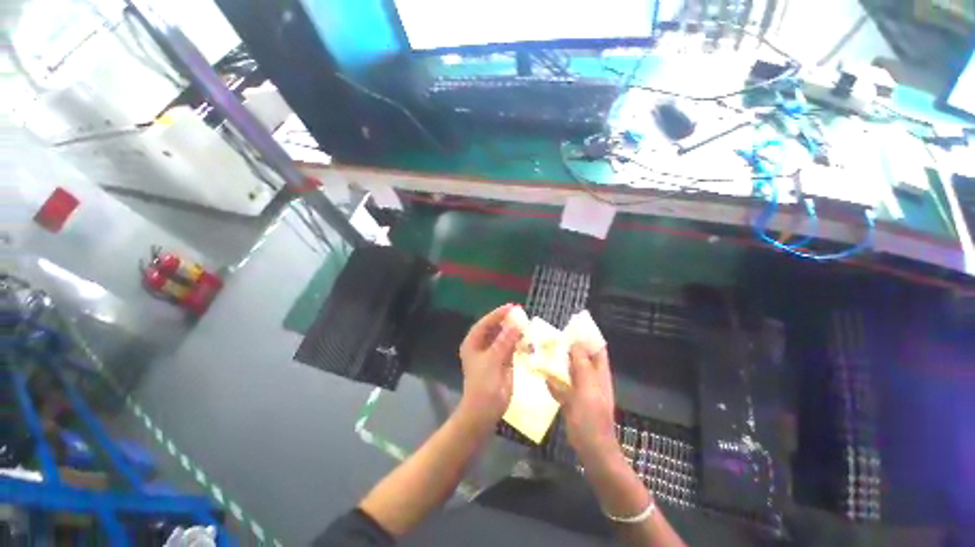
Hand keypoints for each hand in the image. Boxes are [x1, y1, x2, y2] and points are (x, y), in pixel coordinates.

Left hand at [458, 304, 521, 425]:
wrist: (485, 411)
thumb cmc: (483, 384)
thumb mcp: (493, 360)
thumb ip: (505, 341)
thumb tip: (516, 323)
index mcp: (473, 342)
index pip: (486, 323)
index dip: (498, 314)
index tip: (512, 307)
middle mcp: (482, 345)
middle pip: (495, 328)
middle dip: (508, 321)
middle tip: (522, 314)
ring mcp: (493, 352)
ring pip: (504, 337)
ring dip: (514, 331)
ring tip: (527, 325)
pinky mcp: (502, 361)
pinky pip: (511, 347)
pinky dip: (518, 343)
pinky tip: (527, 339)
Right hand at [547, 344, 619, 467]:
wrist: (591, 448)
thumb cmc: (592, 417)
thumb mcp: (587, 387)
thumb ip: (581, 364)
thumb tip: (575, 343)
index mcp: (599, 373)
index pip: (597, 348)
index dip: (588, 336)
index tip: (572, 326)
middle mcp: (591, 378)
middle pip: (581, 357)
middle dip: (568, 347)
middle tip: (551, 337)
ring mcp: (580, 390)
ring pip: (569, 370)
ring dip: (558, 362)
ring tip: (543, 351)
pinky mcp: (571, 400)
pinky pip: (561, 385)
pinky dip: (553, 380)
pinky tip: (542, 375)